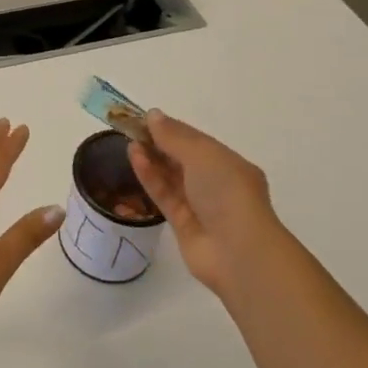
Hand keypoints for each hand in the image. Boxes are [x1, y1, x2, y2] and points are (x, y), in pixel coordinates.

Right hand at [128, 111, 283, 298]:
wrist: (238, 252)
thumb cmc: (227, 192)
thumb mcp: (202, 154)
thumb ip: (175, 135)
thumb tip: (153, 114)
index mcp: (229, 164)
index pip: (197, 141)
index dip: (172, 129)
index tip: (146, 118)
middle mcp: (216, 183)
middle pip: (182, 159)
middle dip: (159, 144)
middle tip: (132, 129)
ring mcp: (200, 206)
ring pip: (171, 178)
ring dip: (152, 159)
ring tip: (129, 142)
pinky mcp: (183, 224)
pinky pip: (164, 195)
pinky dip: (150, 177)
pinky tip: (135, 159)